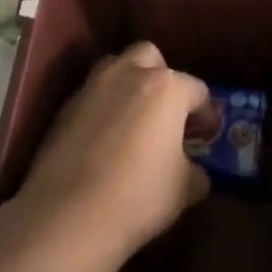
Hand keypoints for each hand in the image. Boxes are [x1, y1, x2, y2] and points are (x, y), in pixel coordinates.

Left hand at [14, 42, 210, 261]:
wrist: (67, 214)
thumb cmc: (138, 196)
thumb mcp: (184, 189)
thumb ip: (196, 172)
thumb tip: (195, 171)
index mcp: (166, 88)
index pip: (197, 89)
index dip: (206, 112)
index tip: (206, 132)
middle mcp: (128, 75)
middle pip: (150, 57)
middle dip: (162, 77)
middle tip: (166, 111)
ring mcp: (92, 87)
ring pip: (115, 68)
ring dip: (128, 84)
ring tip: (133, 118)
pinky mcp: (64, 107)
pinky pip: (92, 95)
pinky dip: (102, 107)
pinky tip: (104, 138)